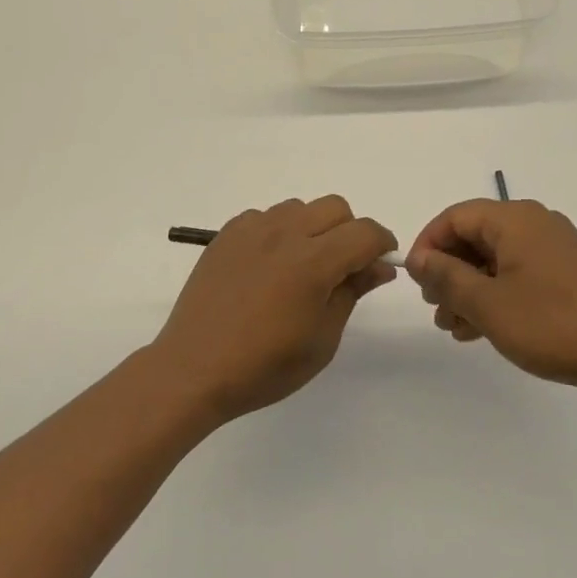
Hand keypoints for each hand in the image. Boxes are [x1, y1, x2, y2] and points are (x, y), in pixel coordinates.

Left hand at [151, 197, 397, 422]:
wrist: (194, 369)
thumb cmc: (265, 366)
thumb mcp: (322, 339)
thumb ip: (353, 292)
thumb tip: (379, 266)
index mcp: (313, 261)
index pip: (364, 232)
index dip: (382, 243)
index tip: (381, 263)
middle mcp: (284, 233)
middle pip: (335, 208)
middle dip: (349, 232)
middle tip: (342, 268)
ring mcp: (251, 229)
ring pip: (299, 208)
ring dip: (313, 228)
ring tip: (301, 267)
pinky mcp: (226, 235)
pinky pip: (265, 216)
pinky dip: (278, 232)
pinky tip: (268, 266)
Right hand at [406, 199, 576, 404]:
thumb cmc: (554, 324)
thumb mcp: (488, 304)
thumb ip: (447, 277)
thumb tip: (419, 258)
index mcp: (515, 220)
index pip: (455, 217)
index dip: (428, 245)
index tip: (415, 281)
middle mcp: (535, 225)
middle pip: (475, 238)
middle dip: (448, 272)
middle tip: (435, 310)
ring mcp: (554, 250)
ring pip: (495, 260)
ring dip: (469, 290)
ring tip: (454, 328)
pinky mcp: (567, 276)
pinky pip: (518, 276)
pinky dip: (495, 296)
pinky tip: (481, 330)